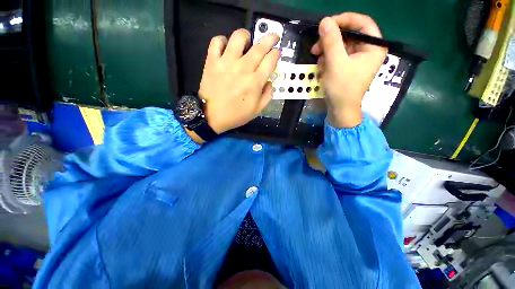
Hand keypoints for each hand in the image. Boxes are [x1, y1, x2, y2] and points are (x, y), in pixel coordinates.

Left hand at [199, 29, 280, 133]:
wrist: (208, 116)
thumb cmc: (234, 114)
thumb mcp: (257, 110)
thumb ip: (268, 95)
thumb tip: (270, 80)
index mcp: (255, 81)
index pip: (271, 59)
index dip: (276, 53)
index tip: (276, 52)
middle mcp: (243, 68)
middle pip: (260, 46)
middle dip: (270, 38)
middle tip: (273, 37)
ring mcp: (226, 62)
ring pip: (238, 38)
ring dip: (246, 35)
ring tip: (246, 41)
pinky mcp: (212, 61)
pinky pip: (216, 42)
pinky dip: (221, 40)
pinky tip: (225, 46)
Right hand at [311, 13, 386, 127]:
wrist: (341, 110)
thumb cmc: (343, 89)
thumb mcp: (336, 62)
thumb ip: (332, 39)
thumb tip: (325, 20)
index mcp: (374, 48)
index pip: (365, 22)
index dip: (347, 18)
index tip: (330, 23)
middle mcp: (369, 48)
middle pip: (352, 27)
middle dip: (333, 32)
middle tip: (320, 38)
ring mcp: (360, 52)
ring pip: (343, 36)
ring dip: (327, 42)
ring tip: (316, 53)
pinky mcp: (351, 57)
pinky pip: (339, 45)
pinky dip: (328, 50)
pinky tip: (321, 60)